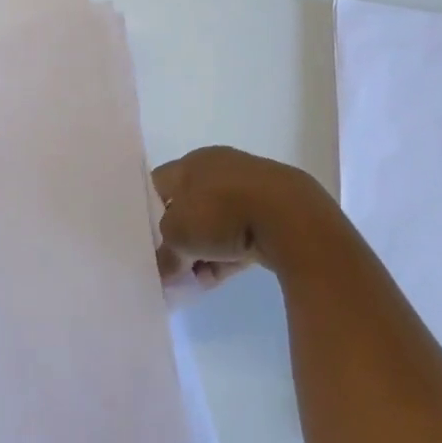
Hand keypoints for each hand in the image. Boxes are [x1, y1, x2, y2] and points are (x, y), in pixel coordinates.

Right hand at [153, 146, 320, 289]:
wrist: (290, 218)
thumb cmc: (221, 214)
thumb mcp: (178, 237)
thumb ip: (165, 253)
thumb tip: (163, 271)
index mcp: (191, 162)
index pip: (160, 184)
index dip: (151, 212)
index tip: (151, 241)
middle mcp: (219, 168)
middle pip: (190, 207)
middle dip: (182, 239)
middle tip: (176, 266)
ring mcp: (251, 187)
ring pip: (218, 223)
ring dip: (206, 251)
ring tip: (201, 279)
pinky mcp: (277, 210)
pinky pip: (244, 233)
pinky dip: (232, 253)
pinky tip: (222, 277)